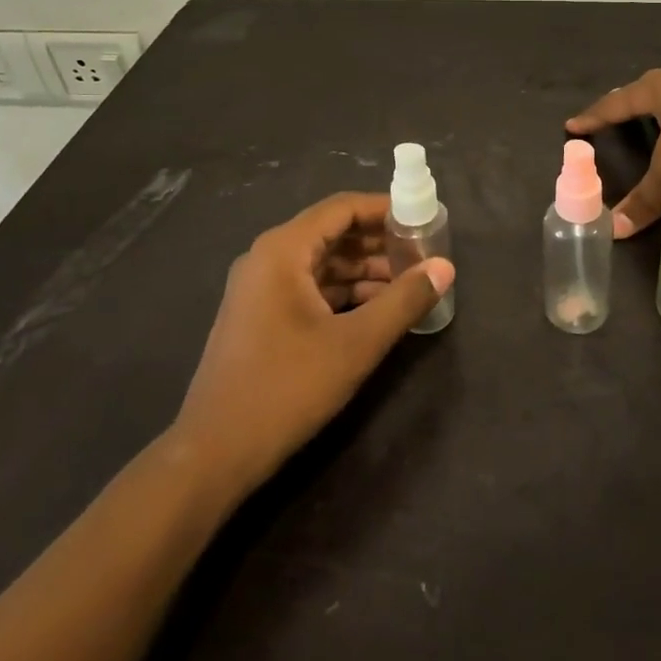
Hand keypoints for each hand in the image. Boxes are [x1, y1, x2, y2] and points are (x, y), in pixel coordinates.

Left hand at [172, 192, 453, 500]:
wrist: (214, 453)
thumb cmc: (287, 388)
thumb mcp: (356, 343)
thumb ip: (404, 300)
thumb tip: (445, 267)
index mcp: (283, 250)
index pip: (342, 208)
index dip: (385, 209)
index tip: (423, 219)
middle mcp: (267, 259)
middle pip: (332, 233)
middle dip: (379, 243)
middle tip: (423, 254)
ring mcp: (260, 289)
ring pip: (323, 264)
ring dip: (365, 270)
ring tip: (409, 284)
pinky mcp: (261, 317)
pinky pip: (310, 289)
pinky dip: (345, 293)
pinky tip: (377, 310)